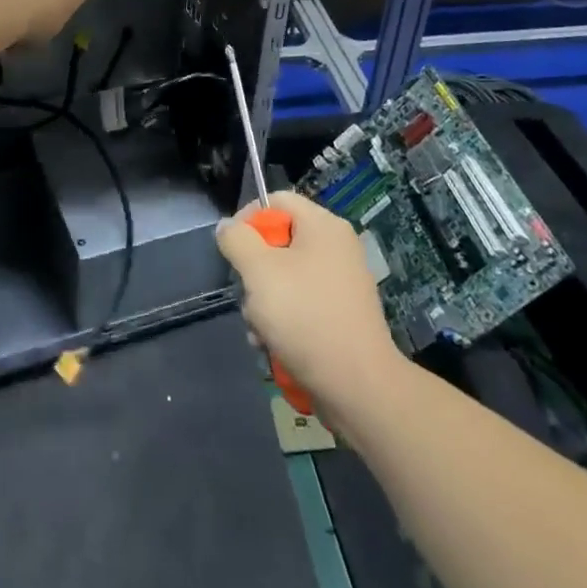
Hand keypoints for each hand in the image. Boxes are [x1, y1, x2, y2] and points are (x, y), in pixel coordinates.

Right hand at [216, 191, 401, 414]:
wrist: (358, 387)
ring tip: (260, 331)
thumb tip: (228, 226)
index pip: (276, 200)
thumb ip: (237, 240)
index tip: (232, 251)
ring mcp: (341, 283)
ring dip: (264, 303)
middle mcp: (336, 247)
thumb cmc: (305, 317)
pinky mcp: (341, 315)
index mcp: (323, 226)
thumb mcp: (259, 271)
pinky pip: (302, 304)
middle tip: (249, 296)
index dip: (247, 219)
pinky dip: (284, 322)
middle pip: (278, 241)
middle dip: (254, 272)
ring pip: (285, 277)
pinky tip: (274, 346)